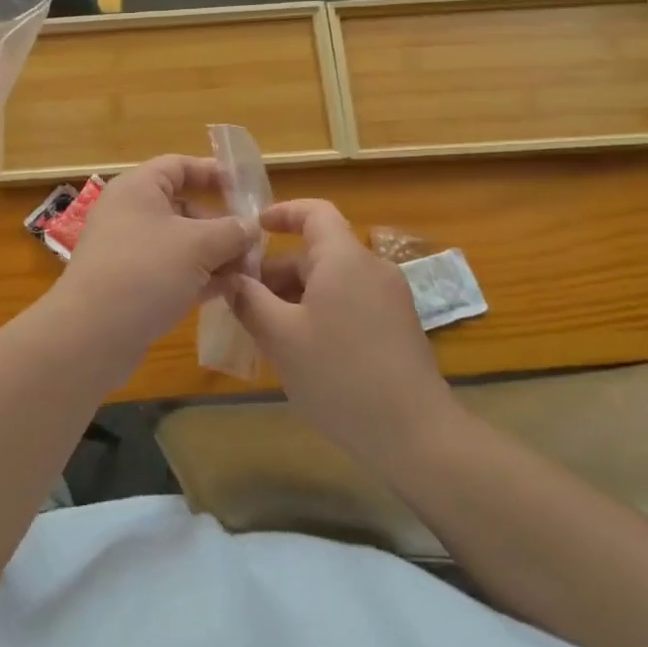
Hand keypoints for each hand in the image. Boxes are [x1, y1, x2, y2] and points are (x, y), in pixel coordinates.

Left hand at [56, 155, 255, 369]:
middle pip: (183, 207)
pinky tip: (227, 292)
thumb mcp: (198, 245)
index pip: (179, 166)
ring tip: (249, 271)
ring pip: (179, 243)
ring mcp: (128, 251)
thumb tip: (250, 227)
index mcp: (138, 188)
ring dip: (214, 254)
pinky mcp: (129, 284)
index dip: (213, 172)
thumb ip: (231, 231)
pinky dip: (198, 277)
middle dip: (221, 224)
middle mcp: (129, 213)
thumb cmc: (146, 271)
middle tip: (254, 243)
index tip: (245, 188)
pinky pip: (170, 271)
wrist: (91, 334)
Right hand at [227, 199, 458, 472]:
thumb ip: (250, 300)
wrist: (415, 434)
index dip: (282, 213)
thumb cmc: (340, 376)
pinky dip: (320, 311)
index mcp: (344, 259)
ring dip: (296, 295)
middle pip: (318, 252)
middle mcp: (371, 268)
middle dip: (277, 271)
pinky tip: (301, 349)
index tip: (252, 229)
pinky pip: (350, 302)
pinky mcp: (397, 327)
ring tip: (264, 329)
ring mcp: (389, 299)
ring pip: (332, 281)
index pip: (314, 212)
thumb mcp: (281, 337)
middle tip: (242, 300)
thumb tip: (232, 278)